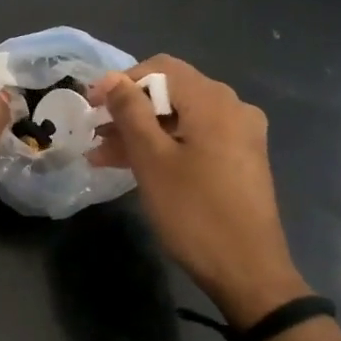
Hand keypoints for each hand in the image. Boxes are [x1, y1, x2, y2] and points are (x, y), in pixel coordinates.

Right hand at [89, 56, 308, 328]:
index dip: (121, 81)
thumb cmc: (194, 211)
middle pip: (171, 93)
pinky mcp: (241, 160)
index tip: (91, 106)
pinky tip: (136, 167)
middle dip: (129, 111)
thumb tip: (111, 78)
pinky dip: (165, 147)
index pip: (161, 68)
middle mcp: (233, 108)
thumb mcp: (152, 159)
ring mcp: (241, 135)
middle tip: (94, 135)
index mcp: (213, 101)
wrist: (248, 271)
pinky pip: (195, 139)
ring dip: (142, 132)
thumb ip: (130, 112)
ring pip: (181, 119)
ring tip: (103, 157)